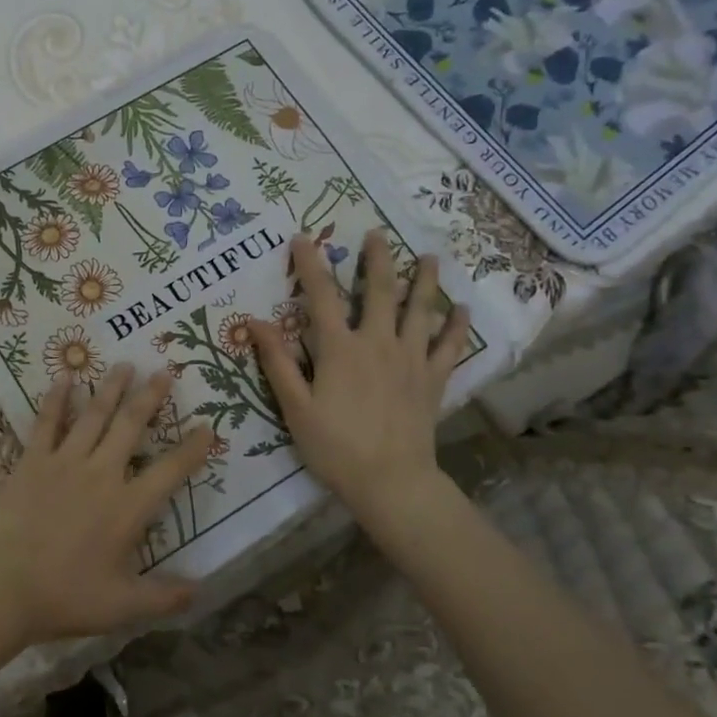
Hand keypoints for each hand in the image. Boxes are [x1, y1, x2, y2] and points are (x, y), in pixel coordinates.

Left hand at [0, 365, 213, 652]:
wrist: (1, 585)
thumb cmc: (64, 596)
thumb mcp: (122, 607)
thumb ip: (165, 597)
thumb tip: (202, 590)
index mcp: (128, 508)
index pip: (171, 471)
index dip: (193, 449)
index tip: (208, 427)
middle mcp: (101, 474)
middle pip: (131, 427)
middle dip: (150, 398)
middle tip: (164, 372)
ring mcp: (65, 462)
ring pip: (94, 415)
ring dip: (112, 388)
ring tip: (125, 364)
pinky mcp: (33, 460)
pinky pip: (48, 421)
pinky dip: (56, 398)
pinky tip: (64, 376)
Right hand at [249, 230, 471, 525]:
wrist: (390, 481)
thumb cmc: (335, 446)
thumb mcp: (295, 407)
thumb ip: (277, 362)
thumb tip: (254, 322)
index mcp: (340, 349)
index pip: (321, 296)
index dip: (310, 264)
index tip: (303, 238)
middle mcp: (378, 343)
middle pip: (380, 291)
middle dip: (377, 259)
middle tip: (377, 234)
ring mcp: (411, 359)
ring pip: (421, 309)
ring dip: (425, 280)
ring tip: (430, 256)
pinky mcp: (434, 379)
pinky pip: (450, 345)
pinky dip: (456, 325)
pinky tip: (461, 309)